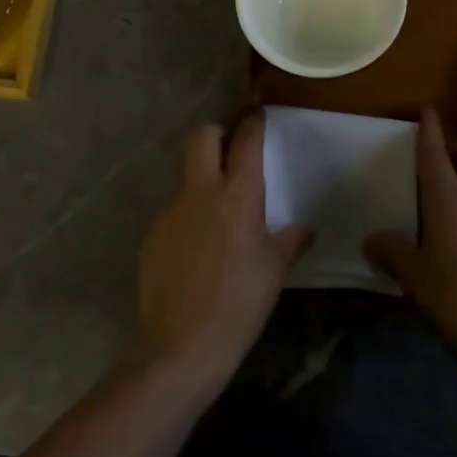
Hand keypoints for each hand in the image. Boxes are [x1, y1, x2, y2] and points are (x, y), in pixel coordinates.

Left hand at [136, 112, 310, 387]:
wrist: (182, 346)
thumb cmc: (240, 305)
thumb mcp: (273, 272)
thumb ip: (288, 241)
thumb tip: (303, 228)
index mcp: (237, 196)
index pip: (245, 140)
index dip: (252, 120)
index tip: (257, 110)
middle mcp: (201, 192)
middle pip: (201, 137)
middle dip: (216, 133)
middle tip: (230, 149)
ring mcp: (171, 210)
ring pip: (185, 174)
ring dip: (201, 178)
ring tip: (217, 212)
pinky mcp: (152, 233)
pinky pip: (174, 210)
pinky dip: (188, 215)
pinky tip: (197, 248)